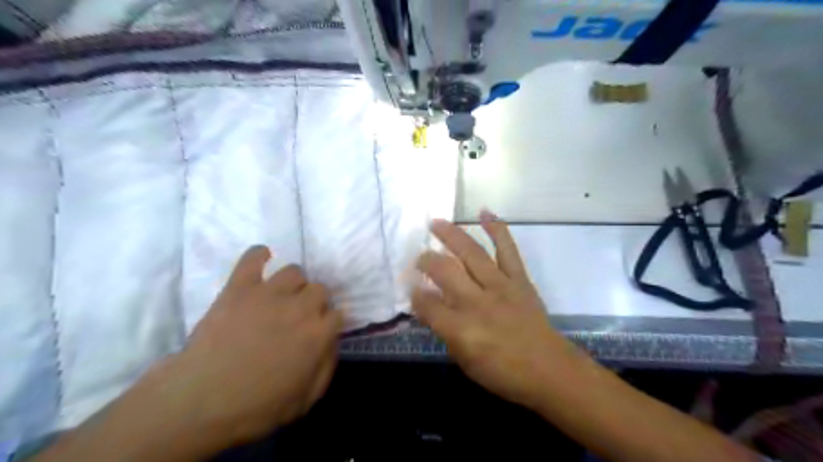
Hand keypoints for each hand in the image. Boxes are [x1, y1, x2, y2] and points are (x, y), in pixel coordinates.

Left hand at [162, 245, 343, 442]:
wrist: (199, 402)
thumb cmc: (256, 406)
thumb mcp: (305, 400)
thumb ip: (327, 366)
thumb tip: (333, 341)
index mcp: (318, 333)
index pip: (338, 313)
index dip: (330, 322)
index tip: (320, 331)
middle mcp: (300, 307)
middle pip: (320, 289)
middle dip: (314, 303)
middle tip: (298, 317)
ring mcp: (269, 293)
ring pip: (294, 271)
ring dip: (292, 284)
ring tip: (281, 297)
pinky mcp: (239, 287)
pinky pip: (252, 258)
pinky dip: (259, 255)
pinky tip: (262, 258)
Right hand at [416, 215, 569, 408]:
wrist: (549, 370)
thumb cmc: (503, 373)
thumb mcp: (465, 361)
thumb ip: (444, 331)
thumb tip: (429, 307)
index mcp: (461, 328)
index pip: (427, 304)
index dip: (415, 294)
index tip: (411, 288)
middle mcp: (477, 302)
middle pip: (445, 271)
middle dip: (426, 260)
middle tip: (418, 258)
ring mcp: (500, 285)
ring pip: (471, 253)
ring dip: (451, 235)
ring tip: (436, 223)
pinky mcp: (519, 279)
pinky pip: (507, 248)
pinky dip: (496, 227)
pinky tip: (484, 212)